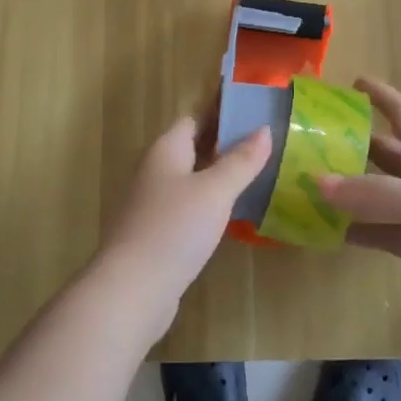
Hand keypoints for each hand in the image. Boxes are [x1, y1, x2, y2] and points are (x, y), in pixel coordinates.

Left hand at [90, 116, 271, 339]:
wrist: (132, 289)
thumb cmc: (174, 229)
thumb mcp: (215, 191)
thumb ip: (241, 160)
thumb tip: (264, 129)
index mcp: (166, 150)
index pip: (195, 119)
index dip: (223, 113)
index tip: (257, 112)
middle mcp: (156, 170)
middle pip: (193, 148)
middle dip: (226, 145)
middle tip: (267, 144)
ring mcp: (153, 203)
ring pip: (192, 179)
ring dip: (220, 176)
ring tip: (259, 175)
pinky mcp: (157, 233)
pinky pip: (188, 207)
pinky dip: (210, 204)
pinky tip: (233, 214)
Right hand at [318, 78, 400, 303]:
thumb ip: (372, 192)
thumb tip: (316, 182)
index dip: (380, 95)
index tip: (352, 81)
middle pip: (382, 153)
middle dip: (351, 143)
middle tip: (310, 139)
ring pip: (375, 195)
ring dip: (346, 190)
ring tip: (306, 184)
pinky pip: (378, 233)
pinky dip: (354, 231)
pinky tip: (325, 232)